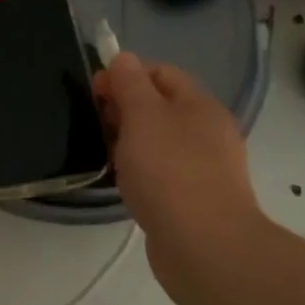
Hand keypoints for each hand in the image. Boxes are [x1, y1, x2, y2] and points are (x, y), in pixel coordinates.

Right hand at [94, 53, 261, 287]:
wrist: (205, 246)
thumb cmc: (170, 171)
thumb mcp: (143, 116)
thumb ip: (130, 83)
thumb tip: (123, 58)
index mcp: (200, 105)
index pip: (160, 72)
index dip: (125, 75)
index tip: (96, 93)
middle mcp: (208, 131)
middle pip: (160, 106)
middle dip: (125, 109)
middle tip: (99, 126)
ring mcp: (205, 168)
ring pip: (159, 142)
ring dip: (131, 143)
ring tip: (108, 157)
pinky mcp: (195, 200)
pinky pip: (163, 173)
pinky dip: (142, 173)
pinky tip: (126, 185)